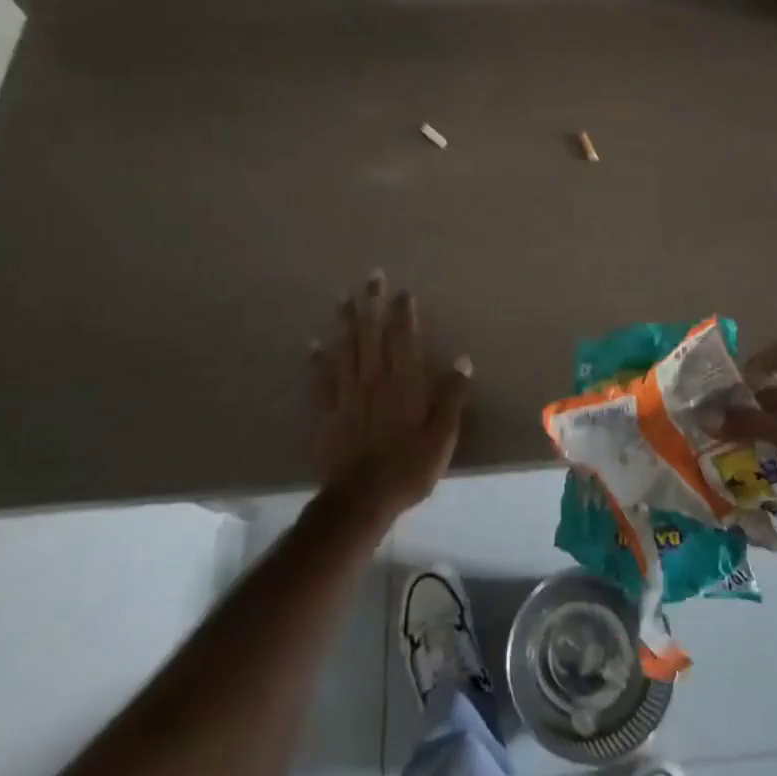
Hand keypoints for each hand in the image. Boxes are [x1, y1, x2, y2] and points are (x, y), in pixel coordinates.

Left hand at [311, 271, 471, 521]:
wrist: (361, 499)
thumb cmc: (409, 468)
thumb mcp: (443, 436)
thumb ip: (452, 397)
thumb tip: (462, 361)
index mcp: (405, 384)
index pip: (404, 339)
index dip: (404, 313)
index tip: (403, 291)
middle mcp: (374, 380)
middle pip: (372, 335)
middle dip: (372, 304)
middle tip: (371, 277)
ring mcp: (347, 395)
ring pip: (346, 349)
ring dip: (345, 322)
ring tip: (343, 298)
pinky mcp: (327, 413)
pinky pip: (321, 380)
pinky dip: (317, 360)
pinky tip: (314, 344)